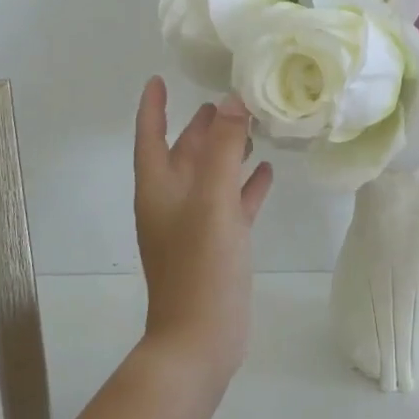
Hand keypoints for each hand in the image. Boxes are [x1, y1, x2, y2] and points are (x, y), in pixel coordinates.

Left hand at [133, 77, 274, 383]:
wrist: (201, 338)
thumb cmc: (200, 266)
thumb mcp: (212, 201)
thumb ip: (222, 149)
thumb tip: (232, 100)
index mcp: (159, 188)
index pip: (151, 135)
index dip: (153, 107)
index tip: (159, 79)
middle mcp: (173, 201)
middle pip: (185, 152)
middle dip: (202, 125)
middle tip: (228, 98)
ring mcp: (196, 225)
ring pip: (211, 176)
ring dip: (227, 151)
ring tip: (253, 126)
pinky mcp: (219, 244)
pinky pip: (232, 203)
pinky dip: (246, 185)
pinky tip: (267, 171)